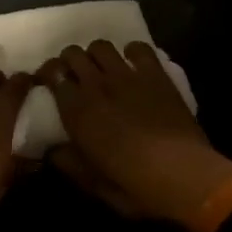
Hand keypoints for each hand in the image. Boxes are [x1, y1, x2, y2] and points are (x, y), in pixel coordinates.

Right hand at [40, 41, 231, 226]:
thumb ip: (69, 163)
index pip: (52, 74)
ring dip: (96, 54)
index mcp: (77, 111)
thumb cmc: (135, 186)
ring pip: (101, 46)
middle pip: (73, 53)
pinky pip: (138, 47)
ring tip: (102, 68)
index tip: (49, 83)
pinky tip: (133, 64)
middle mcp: (96, 85)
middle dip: (69, 61)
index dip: (48, 74)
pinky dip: (132, 51)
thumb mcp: (94, 184)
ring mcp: (127, 75)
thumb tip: (52, 150)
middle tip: (75, 76)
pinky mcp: (154, 74)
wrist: (183, 175)